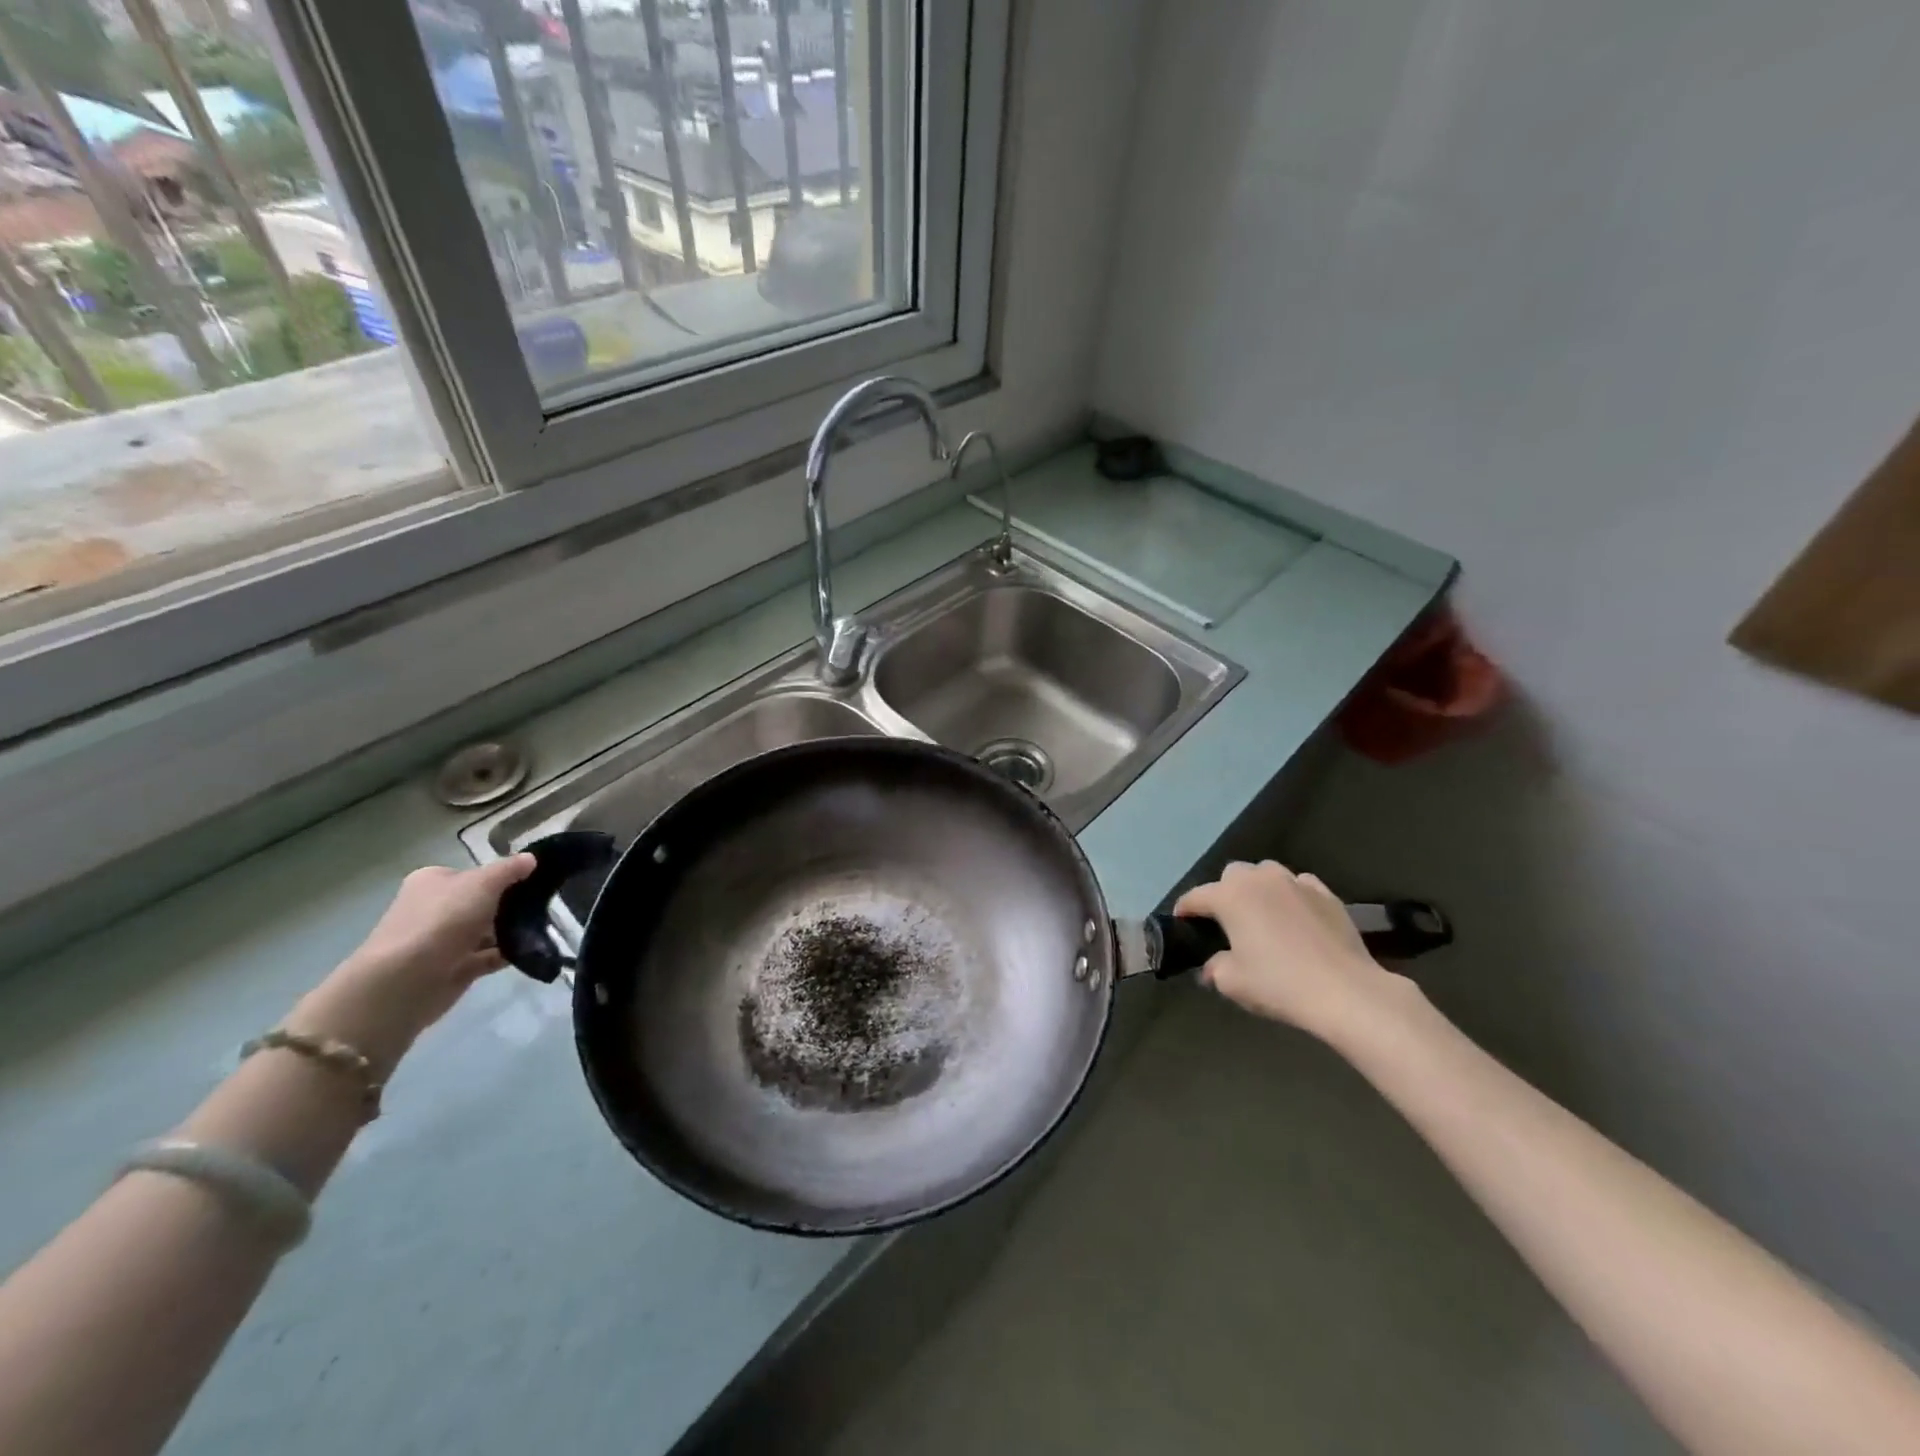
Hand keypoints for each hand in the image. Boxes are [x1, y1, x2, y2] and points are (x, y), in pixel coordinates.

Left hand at [288, 856, 535, 1075]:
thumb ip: (509, 869)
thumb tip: (531, 858)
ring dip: (513, 930)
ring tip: (546, 926)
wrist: (405, 981)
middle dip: (512, 904)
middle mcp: (436, 909)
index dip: (504, 875)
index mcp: (434, 882)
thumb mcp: (482, 883)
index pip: (474, 874)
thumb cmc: (442, 920)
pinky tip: (533, 949)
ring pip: (488, 930)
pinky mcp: (455, 968)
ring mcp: (445, 941)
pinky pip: (490, 956)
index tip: (535, 879)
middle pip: (483, 902)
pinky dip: (509, 953)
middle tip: (546, 903)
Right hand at [1174, 860, 1416, 1042]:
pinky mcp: (1326, 894)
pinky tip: (1296, 917)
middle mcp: (1259, 879)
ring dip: (1258, 888)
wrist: (1346, 991)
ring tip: (1262, 914)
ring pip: (1266, 873)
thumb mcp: (1232, 983)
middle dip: (1224, 892)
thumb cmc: (1279, 984)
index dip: (1184, 910)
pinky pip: (1299, 885)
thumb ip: (1214, 968)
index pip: (1195, 897)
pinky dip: (1291, 895)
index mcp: (1230, 896)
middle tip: (1226, 922)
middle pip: (1231, 875)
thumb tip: (1212, 966)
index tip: (1181, 924)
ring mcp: (1296, 882)